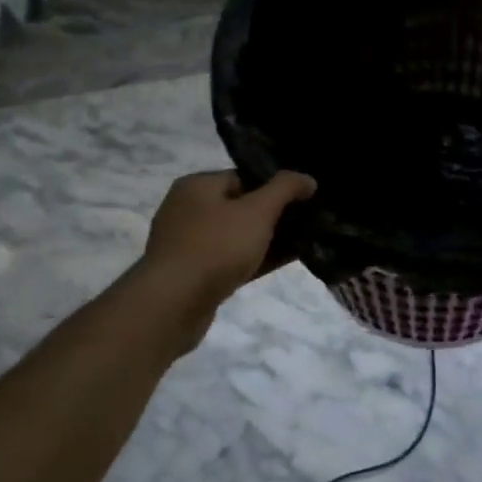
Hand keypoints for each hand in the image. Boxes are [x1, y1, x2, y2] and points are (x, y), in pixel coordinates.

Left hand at [134, 170, 316, 352]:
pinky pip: (233, 260)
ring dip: (269, 238)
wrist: (173, 305)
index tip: (303, 196)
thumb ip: (285, 189)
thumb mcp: (258, 210)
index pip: (244, 176)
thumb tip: (308, 179)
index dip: (275, 185)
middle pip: (242, 206)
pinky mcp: (195, 275)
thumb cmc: (216, 246)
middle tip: (308, 219)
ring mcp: (189, 245)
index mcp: (197, 186)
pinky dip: (258, 258)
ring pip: (239, 235)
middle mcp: (188, 211)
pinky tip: (287, 260)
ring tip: (305, 240)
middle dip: (275, 213)